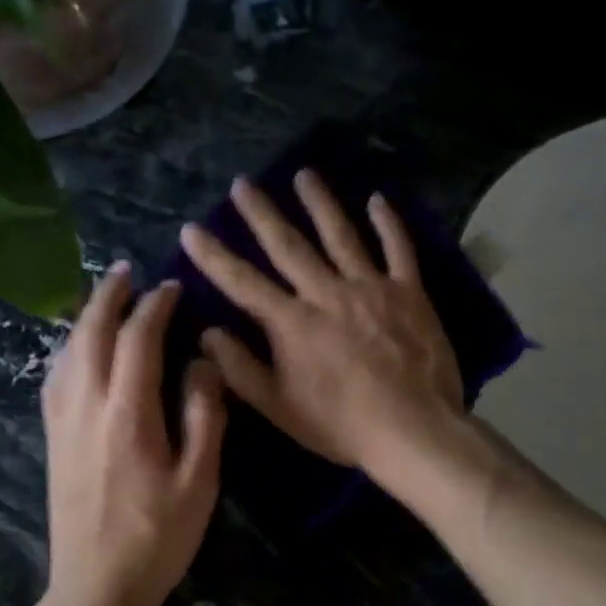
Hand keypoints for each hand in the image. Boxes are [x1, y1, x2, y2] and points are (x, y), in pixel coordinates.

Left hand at [40, 263, 226, 605]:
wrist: (95, 586)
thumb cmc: (157, 536)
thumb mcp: (199, 480)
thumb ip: (204, 415)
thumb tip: (202, 362)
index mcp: (127, 413)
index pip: (137, 340)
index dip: (154, 307)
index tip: (171, 288)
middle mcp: (86, 406)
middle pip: (90, 333)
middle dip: (109, 296)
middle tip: (128, 271)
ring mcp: (62, 421)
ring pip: (66, 350)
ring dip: (85, 316)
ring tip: (105, 297)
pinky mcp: (52, 437)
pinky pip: (55, 375)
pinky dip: (69, 347)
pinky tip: (78, 348)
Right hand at [181, 170, 463, 474]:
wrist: (414, 430)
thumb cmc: (341, 425)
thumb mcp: (280, 407)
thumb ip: (241, 369)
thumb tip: (208, 333)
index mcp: (292, 323)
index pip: (242, 282)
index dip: (214, 255)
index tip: (191, 229)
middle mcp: (327, 293)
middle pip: (288, 245)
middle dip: (261, 213)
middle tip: (243, 183)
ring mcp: (370, 287)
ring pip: (340, 234)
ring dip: (320, 203)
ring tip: (304, 175)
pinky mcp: (408, 291)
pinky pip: (397, 248)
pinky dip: (388, 223)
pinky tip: (378, 200)